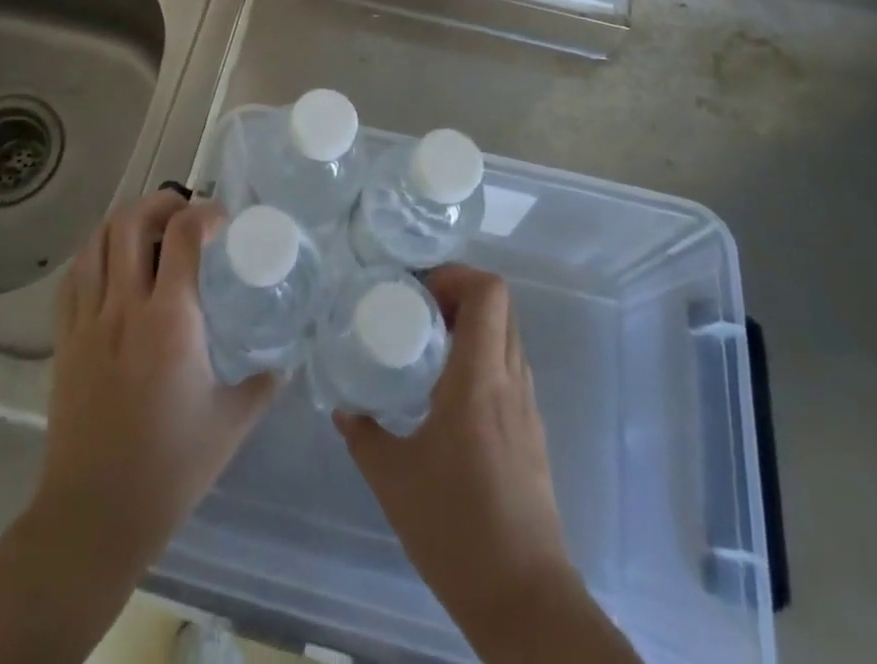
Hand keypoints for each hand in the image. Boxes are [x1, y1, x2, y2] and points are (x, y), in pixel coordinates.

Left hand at [0, 193, 278, 663]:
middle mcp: (125, 306)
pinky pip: (73, 276)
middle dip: (159, 202)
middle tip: (182, 209)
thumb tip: (285, 362)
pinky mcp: (65, 340)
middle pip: (131, 222)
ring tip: (148, 228)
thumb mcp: (231, 423)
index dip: (205, 212)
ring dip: (125, 221)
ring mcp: (88, 320)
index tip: (223, 219)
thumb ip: (263, 384)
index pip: (184, 234)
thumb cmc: (170, 467)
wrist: (94, 514)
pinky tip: (110, 264)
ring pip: (97, 242)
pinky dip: (93, 255)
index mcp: (171, 319)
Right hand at [335, 266, 637, 662]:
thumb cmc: (456, 531)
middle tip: (417, 309)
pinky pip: (510, 367)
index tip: (419, 290)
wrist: (525, 600)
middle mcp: (510, 381)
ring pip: (508, 335)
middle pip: (501, 305)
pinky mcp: (532, 432)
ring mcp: (527, 407)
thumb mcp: (394, 480)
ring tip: (428, 342)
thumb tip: (344, 410)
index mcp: (479, 379)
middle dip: (460, 293)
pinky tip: (449, 390)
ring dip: (473, 324)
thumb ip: (364, 436)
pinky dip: (483, 356)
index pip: (489, 293)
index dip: (457, 276)